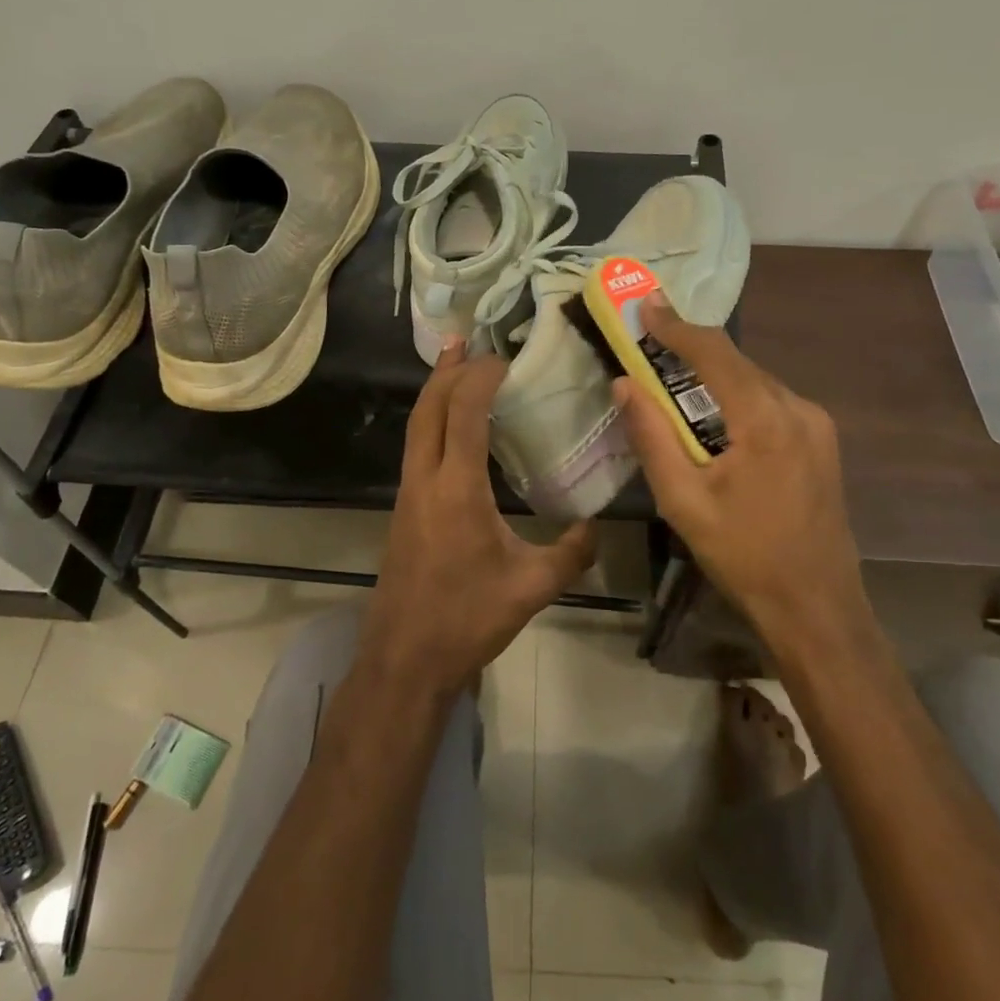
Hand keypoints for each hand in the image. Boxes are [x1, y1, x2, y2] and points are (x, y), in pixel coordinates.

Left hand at [364, 339, 596, 695]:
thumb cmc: (467, 619)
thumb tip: (597, 526)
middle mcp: (425, 480)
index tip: (503, 358)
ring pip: (416, 426)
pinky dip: (431, 421)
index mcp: (457, 489)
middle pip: (428, 408)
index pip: (463, 414)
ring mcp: (407, 494)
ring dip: (435, 392)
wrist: (404, 658)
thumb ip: (572, 553)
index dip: (480, 378)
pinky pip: (416, 447)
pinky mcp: (402, 509)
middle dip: (447, 370)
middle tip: (467, 342)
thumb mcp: (532, 587)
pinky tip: (451, 429)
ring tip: (455, 368)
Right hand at [615, 295, 868, 652]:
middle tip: (649, 343)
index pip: (714, 353)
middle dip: (691, 349)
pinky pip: (771, 402)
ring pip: (755, 381)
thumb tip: (625, 384)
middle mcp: (798, 409)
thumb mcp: (682, 501)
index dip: (676, 326)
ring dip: (714, 376)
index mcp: (764, 420)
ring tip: (673, 382)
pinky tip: (714, 420)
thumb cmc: (743, 556)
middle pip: (736, 363)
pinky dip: (737, 398)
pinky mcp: (822, 442)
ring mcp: (816, 424)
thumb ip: (651, 436)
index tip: (645, 307)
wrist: (817, 607)